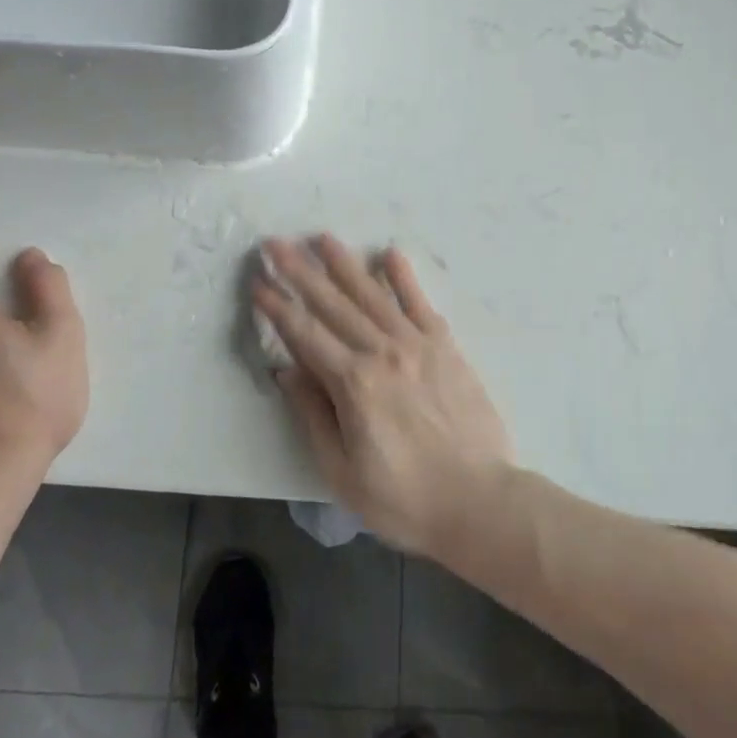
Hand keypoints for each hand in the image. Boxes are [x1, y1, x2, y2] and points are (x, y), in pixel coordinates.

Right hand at [254, 235, 510, 556]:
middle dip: (300, 271)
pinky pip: (420, 303)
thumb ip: (312, 415)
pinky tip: (389, 253)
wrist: (479, 500)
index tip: (257, 280)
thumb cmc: (403, 497)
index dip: (277, 306)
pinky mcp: (446, 347)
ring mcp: (417, 345)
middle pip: (333, 304)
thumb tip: (286, 370)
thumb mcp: (342, 470)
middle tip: (276, 242)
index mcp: (353, 384)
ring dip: (344, 264)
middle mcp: (382, 352)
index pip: (304, 334)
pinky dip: (404, 277)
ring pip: (373, 294)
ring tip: (323, 237)